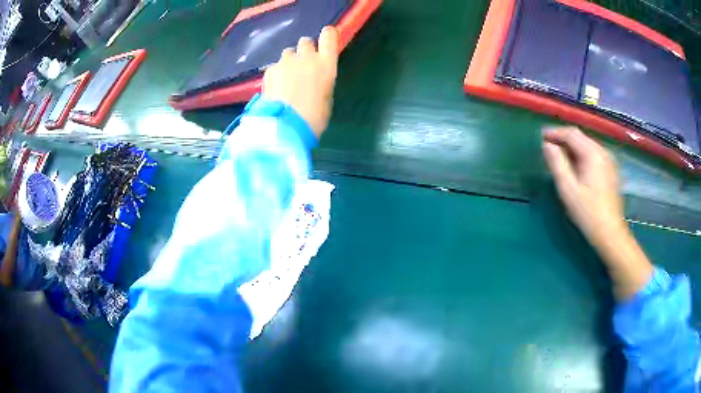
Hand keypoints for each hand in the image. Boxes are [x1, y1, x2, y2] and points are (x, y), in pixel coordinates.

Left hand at [262, 26, 338, 138]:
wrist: (287, 126)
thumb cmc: (314, 117)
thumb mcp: (326, 96)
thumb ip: (321, 80)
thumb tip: (313, 78)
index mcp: (326, 64)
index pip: (328, 36)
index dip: (327, 35)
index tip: (326, 37)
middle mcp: (306, 57)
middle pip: (305, 42)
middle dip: (304, 51)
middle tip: (302, 66)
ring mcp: (286, 62)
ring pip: (288, 53)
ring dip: (289, 61)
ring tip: (286, 79)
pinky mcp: (269, 70)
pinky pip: (274, 66)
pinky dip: (276, 74)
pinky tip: (275, 88)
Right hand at [542, 127, 625, 246]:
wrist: (610, 233)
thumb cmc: (588, 213)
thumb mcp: (568, 189)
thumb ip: (557, 164)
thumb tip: (547, 145)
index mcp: (592, 154)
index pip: (571, 134)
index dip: (555, 133)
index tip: (541, 137)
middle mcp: (603, 152)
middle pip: (580, 137)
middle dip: (563, 139)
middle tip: (548, 146)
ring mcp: (609, 161)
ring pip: (587, 145)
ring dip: (572, 147)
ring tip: (559, 156)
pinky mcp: (610, 170)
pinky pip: (593, 154)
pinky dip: (581, 154)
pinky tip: (575, 166)